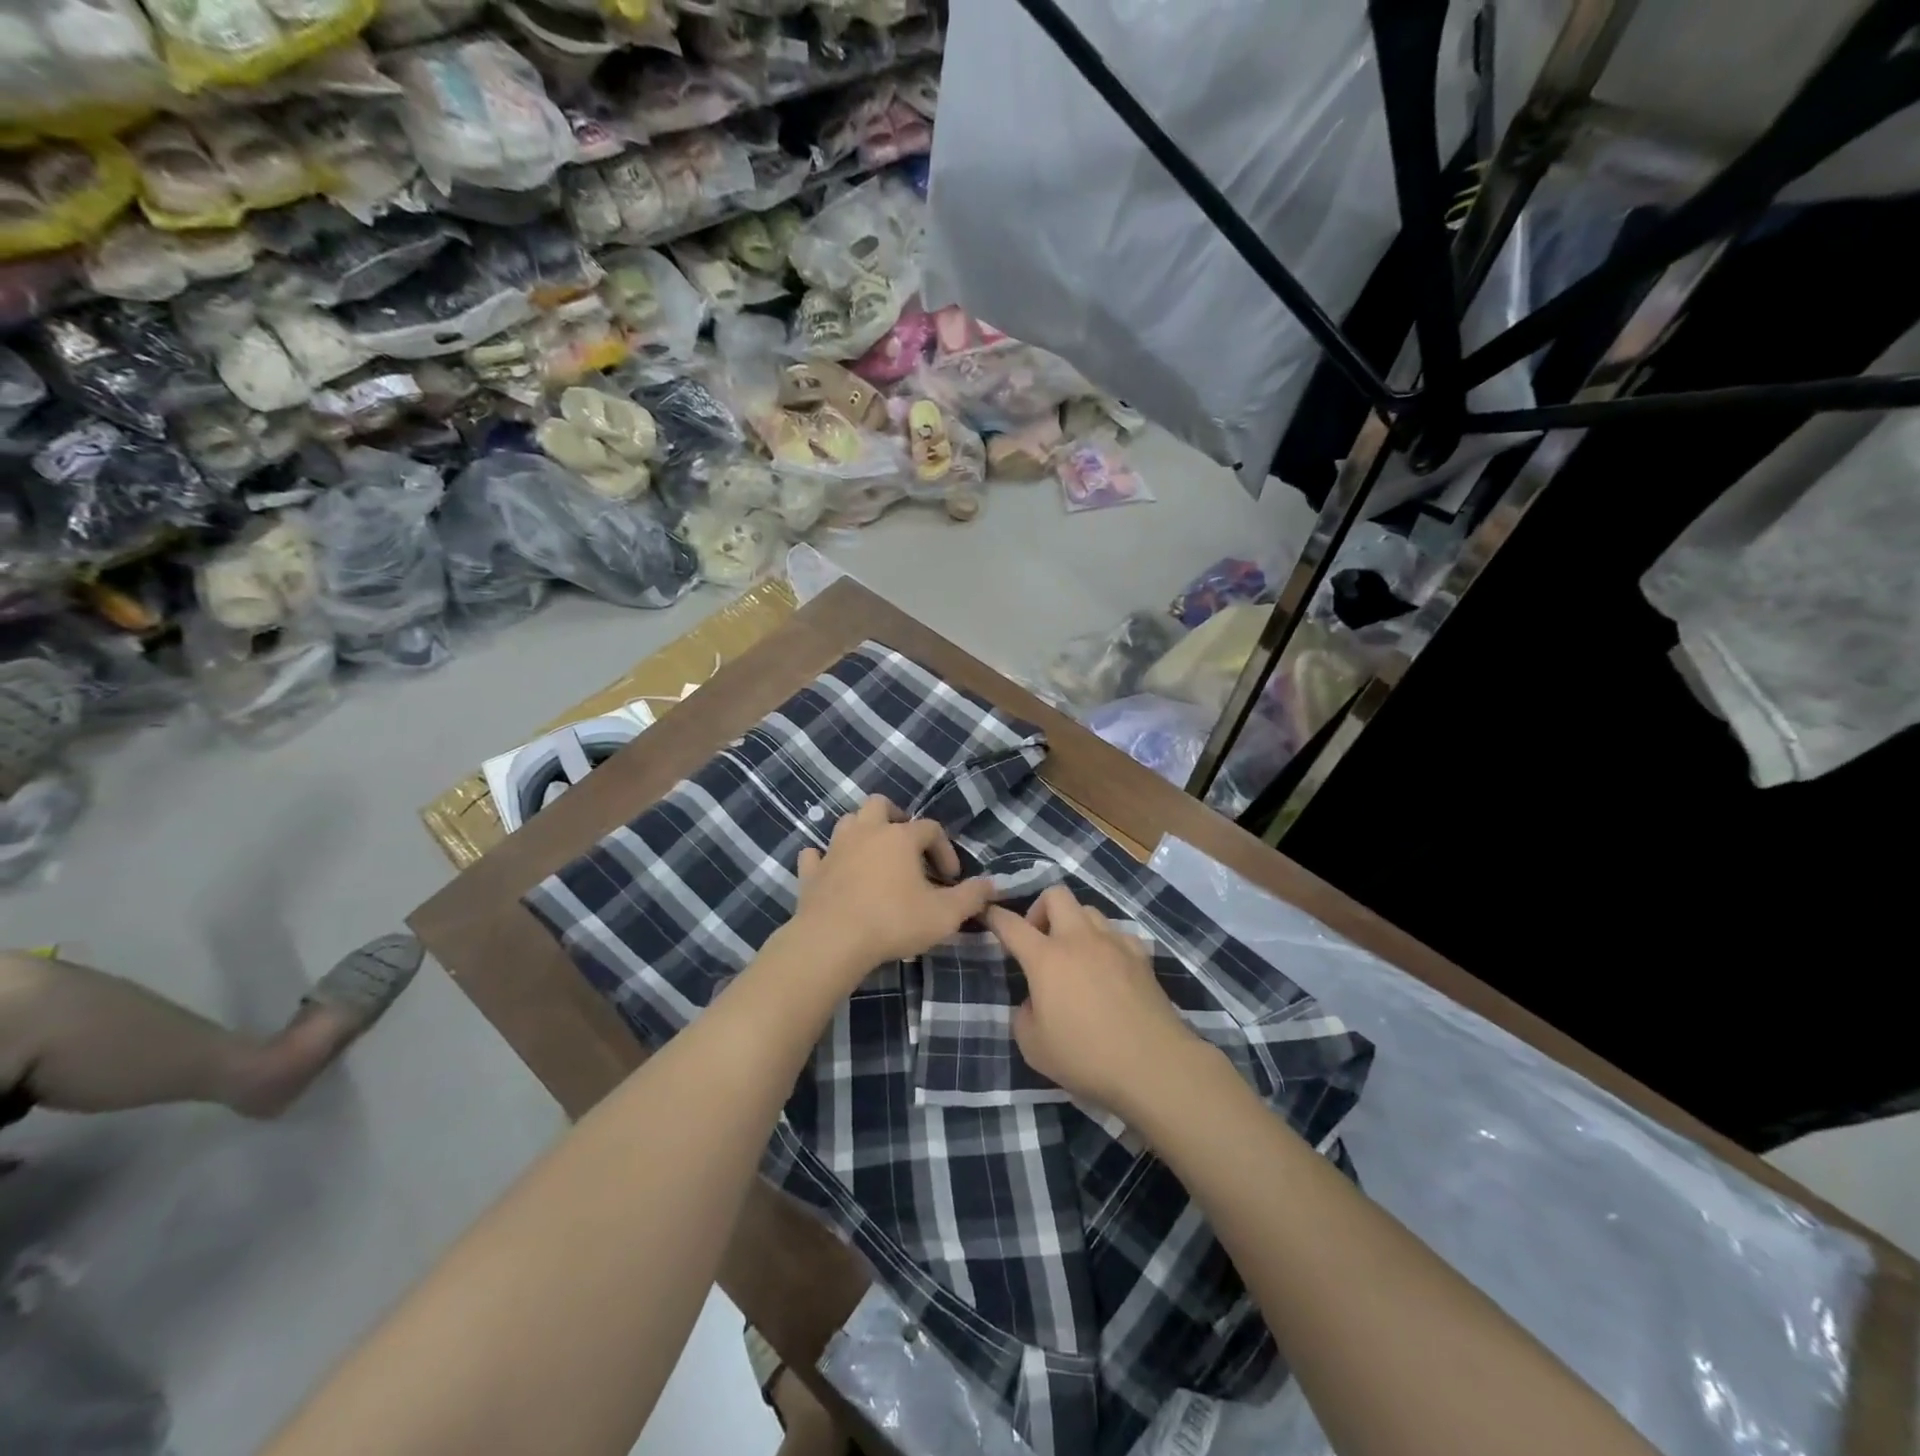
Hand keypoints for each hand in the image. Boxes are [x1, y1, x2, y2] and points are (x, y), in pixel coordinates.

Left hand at [789, 796, 993, 984]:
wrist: (832, 941)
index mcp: (900, 837)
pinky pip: (815, 855)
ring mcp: (834, 849)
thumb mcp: (945, 914)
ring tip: (874, 858)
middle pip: (880, 805)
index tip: (952, 878)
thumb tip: (992, 885)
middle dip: (896, 819)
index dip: (945, 849)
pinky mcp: (811, 872)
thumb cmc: (893, 922)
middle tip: (907, 846)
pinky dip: (825, 859)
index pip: (931, 829)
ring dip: (861, 833)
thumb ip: (972, 897)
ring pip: (847, 822)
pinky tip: (833, 872)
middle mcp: (866, 832)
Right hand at [986, 887, 1207, 1117]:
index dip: (995, 916)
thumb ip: (1024, 1015)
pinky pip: (1118, 934)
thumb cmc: (1086, 1057)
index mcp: (1046, 958)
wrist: (1153, 1065)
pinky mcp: (1141, 956)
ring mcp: (1114, 943)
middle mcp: (1079, 939)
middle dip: (1040, 909)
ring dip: (1074, 924)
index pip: (1012, 925)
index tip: (987, 913)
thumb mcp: (1034, 1046)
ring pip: (1089, 910)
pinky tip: (1108, 969)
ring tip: (1075, 955)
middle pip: (1055, 895)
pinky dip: (1107, 943)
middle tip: (1040, 941)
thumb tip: (1035, 1001)